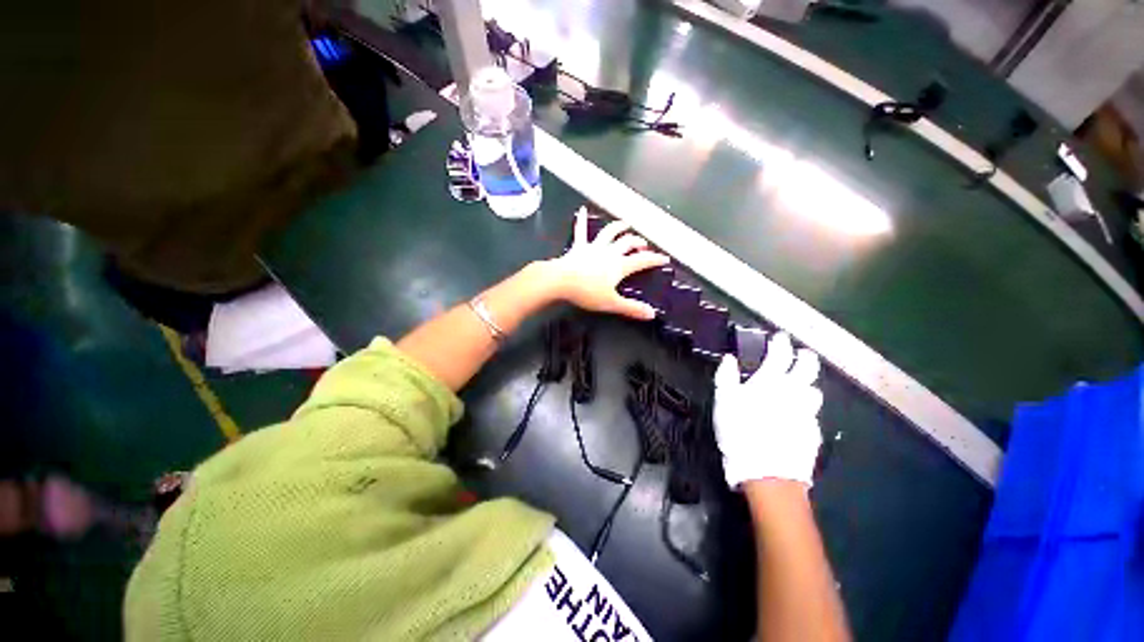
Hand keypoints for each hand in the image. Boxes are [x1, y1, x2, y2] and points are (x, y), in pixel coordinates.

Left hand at [544, 207, 668, 319]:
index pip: (642, 260)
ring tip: (625, 223)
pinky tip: (581, 210)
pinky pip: (581, 231)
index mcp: (619, 265)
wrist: (561, 281)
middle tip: (643, 243)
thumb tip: (652, 314)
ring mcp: (593, 247)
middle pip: (627, 243)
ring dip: (618, 227)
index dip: (654, 259)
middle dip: (637, 242)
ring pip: (609, 233)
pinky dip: (582, 221)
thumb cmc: (587, 292)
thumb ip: (632, 308)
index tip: (664, 258)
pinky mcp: (579, 247)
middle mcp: (609, 252)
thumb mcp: (612, 303)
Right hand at [713, 332, 824, 488]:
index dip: (780, 342)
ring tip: (799, 387)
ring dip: (807, 384)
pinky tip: (797, 415)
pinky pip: (813, 414)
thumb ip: (726, 376)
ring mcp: (807, 412)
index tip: (779, 337)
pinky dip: (806, 409)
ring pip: (815, 390)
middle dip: (805, 356)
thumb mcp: (723, 401)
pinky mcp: (813, 431)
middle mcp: (794, 392)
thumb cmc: (739, 431)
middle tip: (799, 354)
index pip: (780, 354)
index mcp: (771, 381)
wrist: (766, 471)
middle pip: (808, 367)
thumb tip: (729, 359)